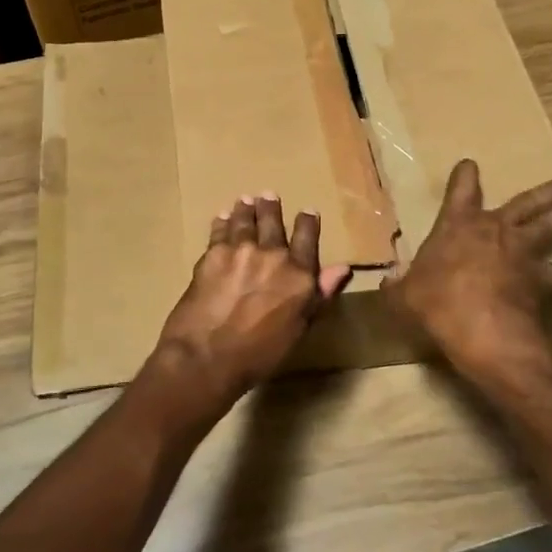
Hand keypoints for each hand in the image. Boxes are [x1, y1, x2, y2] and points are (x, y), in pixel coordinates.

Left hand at [152, 193, 352, 409]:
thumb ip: (320, 294)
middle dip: (271, 207)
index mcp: (299, 275)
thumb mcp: (299, 329)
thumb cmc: (260, 354)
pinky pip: (220, 231)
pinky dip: (222, 222)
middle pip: (273, 222)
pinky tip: (222, 217)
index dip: (308, 222)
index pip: (307, 238)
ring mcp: (241, 250)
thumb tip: (343, 268)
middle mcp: (273, 255)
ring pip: (245, 220)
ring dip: (246, 209)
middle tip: (268, 195)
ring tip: (245, 200)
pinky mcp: (213, 254)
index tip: (308, 211)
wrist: (208, 357)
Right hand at [387, 159, 551, 378]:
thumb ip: (398, 285)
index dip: (465, 176)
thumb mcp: (403, 295)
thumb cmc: (436, 303)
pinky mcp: (543, 280)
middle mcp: (495, 229)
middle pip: (525, 202)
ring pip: (551, 227)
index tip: (470, 164)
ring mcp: (523, 252)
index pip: (461, 190)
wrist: (481, 329)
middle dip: (541, 193)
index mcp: (457, 225)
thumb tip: (388, 280)